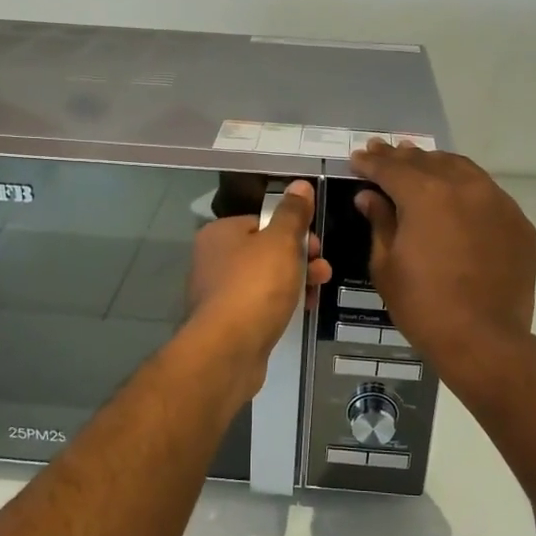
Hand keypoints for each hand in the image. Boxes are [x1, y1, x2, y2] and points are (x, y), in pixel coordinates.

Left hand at [186, 180, 331, 360]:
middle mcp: (213, 260)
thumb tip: (300, 185)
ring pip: (265, 279)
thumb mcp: (281, 242)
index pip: (262, 221)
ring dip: (296, 281)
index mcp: (220, 234)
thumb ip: (293, 214)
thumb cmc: (255, 287)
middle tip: (322, 270)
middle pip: (265, 250)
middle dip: (300, 258)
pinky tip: (300, 311)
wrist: (228, 350)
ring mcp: (218, 293)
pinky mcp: (228, 322)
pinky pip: (260, 304)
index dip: (293, 230)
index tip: (317, 245)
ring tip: (318, 293)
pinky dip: (281, 304)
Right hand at [349, 141, 535, 371]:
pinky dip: (465, 188)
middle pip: (427, 161)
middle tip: (383, 151)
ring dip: (435, 165)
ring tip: (419, 164)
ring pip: (461, 169)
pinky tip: (456, 197)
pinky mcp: (518, 222)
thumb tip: (369, 196)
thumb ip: (380, 222)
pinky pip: (487, 193)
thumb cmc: (423, 305)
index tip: (357, 158)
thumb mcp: (387, 265)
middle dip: (400, 157)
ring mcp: (497, 202)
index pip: (391, 168)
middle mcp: (464, 186)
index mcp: (425, 194)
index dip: (370, 162)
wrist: (484, 340)